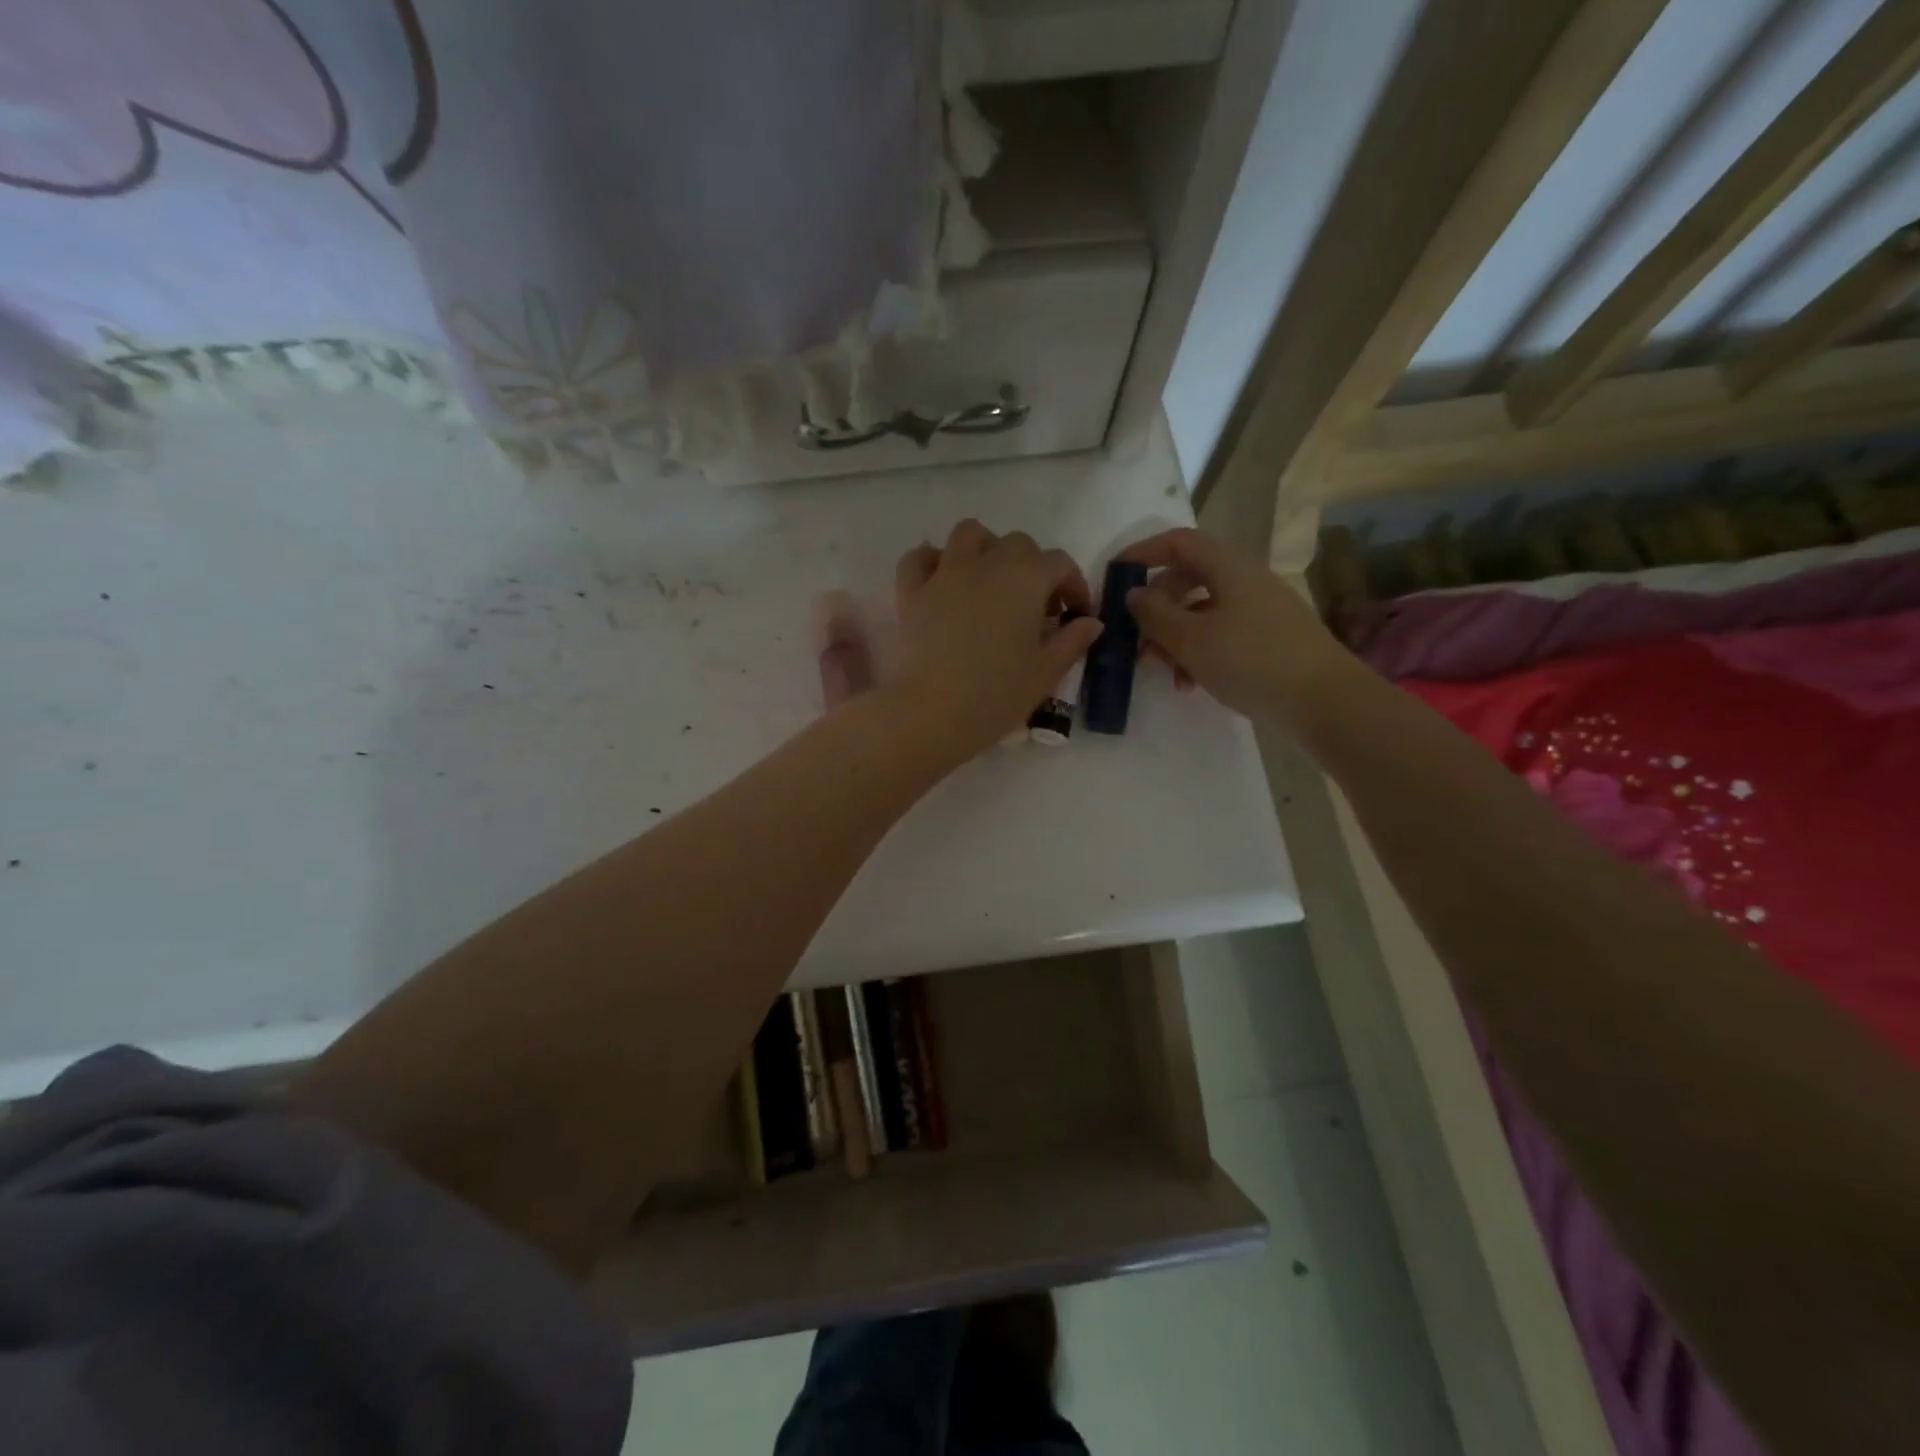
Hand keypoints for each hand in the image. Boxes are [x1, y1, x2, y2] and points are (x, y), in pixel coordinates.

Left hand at [886, 520, 1103, 760]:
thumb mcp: (1047, 672)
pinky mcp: (912, 591)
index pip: (1060, 563)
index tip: (1074, 614)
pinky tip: (941, 581)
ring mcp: (945, 573)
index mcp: (1026, 578)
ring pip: (968, 534)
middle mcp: (987, 563)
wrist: (934, 713)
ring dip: (985, 548)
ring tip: (990, 581)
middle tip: (1034, 606)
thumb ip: (1072, 641)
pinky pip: (919, 558)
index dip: (1073, 585)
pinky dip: (932, 562)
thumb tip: (1090, 622)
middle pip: (1018, 544)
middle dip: (1033, 567)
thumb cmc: (998, 695)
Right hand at [1119, 528, 1343, 723]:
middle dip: (1156, 607)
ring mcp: (1260, 610)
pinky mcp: (1268, 638)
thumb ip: (1155, 614)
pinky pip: (1221, 633)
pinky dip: (1198, 651)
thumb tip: (1134, 594)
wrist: (1324, 701)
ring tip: (1161, 670)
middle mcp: (1245, 580)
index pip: (1178, 542)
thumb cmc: (1251, 661)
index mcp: (1228, 567)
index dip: (1143, 552)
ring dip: (1174, 636)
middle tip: (1135, 637)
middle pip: (1188, 578)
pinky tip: (1190, 683)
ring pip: (1202, 611)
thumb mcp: (1190, 639)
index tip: (1115, 574)